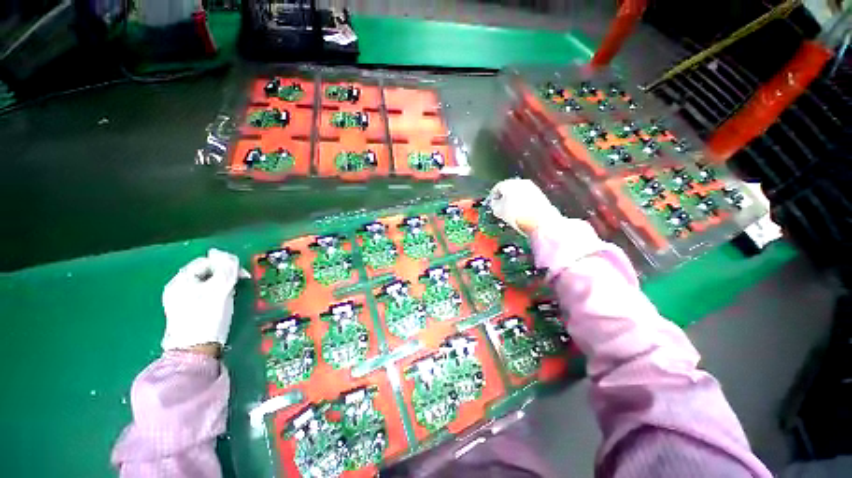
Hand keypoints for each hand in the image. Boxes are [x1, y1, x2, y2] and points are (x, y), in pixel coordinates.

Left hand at [161, 248, 250, 352]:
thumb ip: (224, 268)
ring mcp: (180, 300)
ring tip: (231, 294)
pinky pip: (203, 293)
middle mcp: (177, 287)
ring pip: (206, 283)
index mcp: (182, 280)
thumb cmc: (208, 317)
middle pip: (206, 272)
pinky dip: (215, 294)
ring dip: (221, 285)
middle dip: (224, 275)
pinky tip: (222, 302)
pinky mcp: (186, 311)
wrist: (195, 350)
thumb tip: (221, 252)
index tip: (242, 275)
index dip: (227, 264)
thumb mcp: (220, 289)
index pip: (207, 261)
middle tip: (237, 285)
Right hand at [488, 178, 562, 235]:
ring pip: (519, 192)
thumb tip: (496, 203)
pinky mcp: (541, 195)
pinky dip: (523, 202)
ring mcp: (532, 187)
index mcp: (508, 183)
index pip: (497, 187)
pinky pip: (527, 197)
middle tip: (501, 207)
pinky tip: (522, 212)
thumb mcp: (498, 211)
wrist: (540, 221)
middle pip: (509, 188)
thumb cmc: (515, 215)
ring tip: (512, 211)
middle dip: (504, 197)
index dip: (492, 196)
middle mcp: (521, 182)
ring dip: (514, 199)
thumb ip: (494, 205)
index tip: (491, 204)